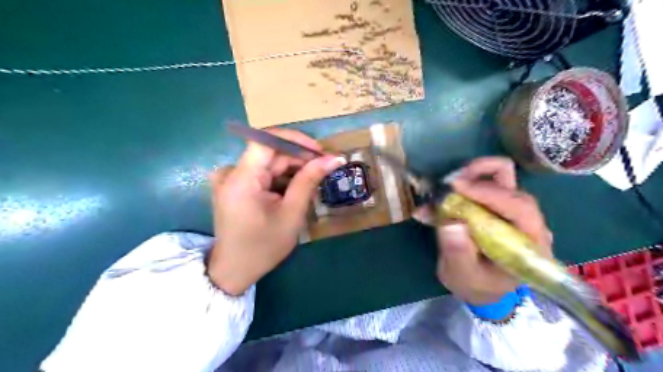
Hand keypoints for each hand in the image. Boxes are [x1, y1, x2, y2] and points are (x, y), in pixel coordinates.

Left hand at [206, 130, 343, 293]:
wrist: (234, 270)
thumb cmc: (263, 246)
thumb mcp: (291, 213)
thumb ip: (309, 180)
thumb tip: (334, 158)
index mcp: (241, 179)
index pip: (266, 140)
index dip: (295, 140)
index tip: (319, 151)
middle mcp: (231, 172)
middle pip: (270, 153)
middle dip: (299, 159)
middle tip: (324, 169)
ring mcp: (230, 178)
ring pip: (268, 163)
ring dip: (292, 170)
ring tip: (313, 183)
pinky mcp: (233, 185)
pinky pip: (261, 173)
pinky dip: (280, 178)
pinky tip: (294, 191)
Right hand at [415, 157, 552, 305]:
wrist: (482, 287)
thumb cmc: (478, 285)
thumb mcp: (464, 276)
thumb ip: (458, 253)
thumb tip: (451, 223)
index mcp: (530, 242)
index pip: (519, 207)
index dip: (489, 192)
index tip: (456, 187)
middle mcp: (527, 221)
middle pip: (510, 184)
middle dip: (476, 178)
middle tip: (445, 186)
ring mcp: (513, 210)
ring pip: (500, 176)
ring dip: (471, 176)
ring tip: (444, 189)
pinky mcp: (498, 206)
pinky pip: (485, 182)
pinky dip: (464, 183)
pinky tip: (443, 196)